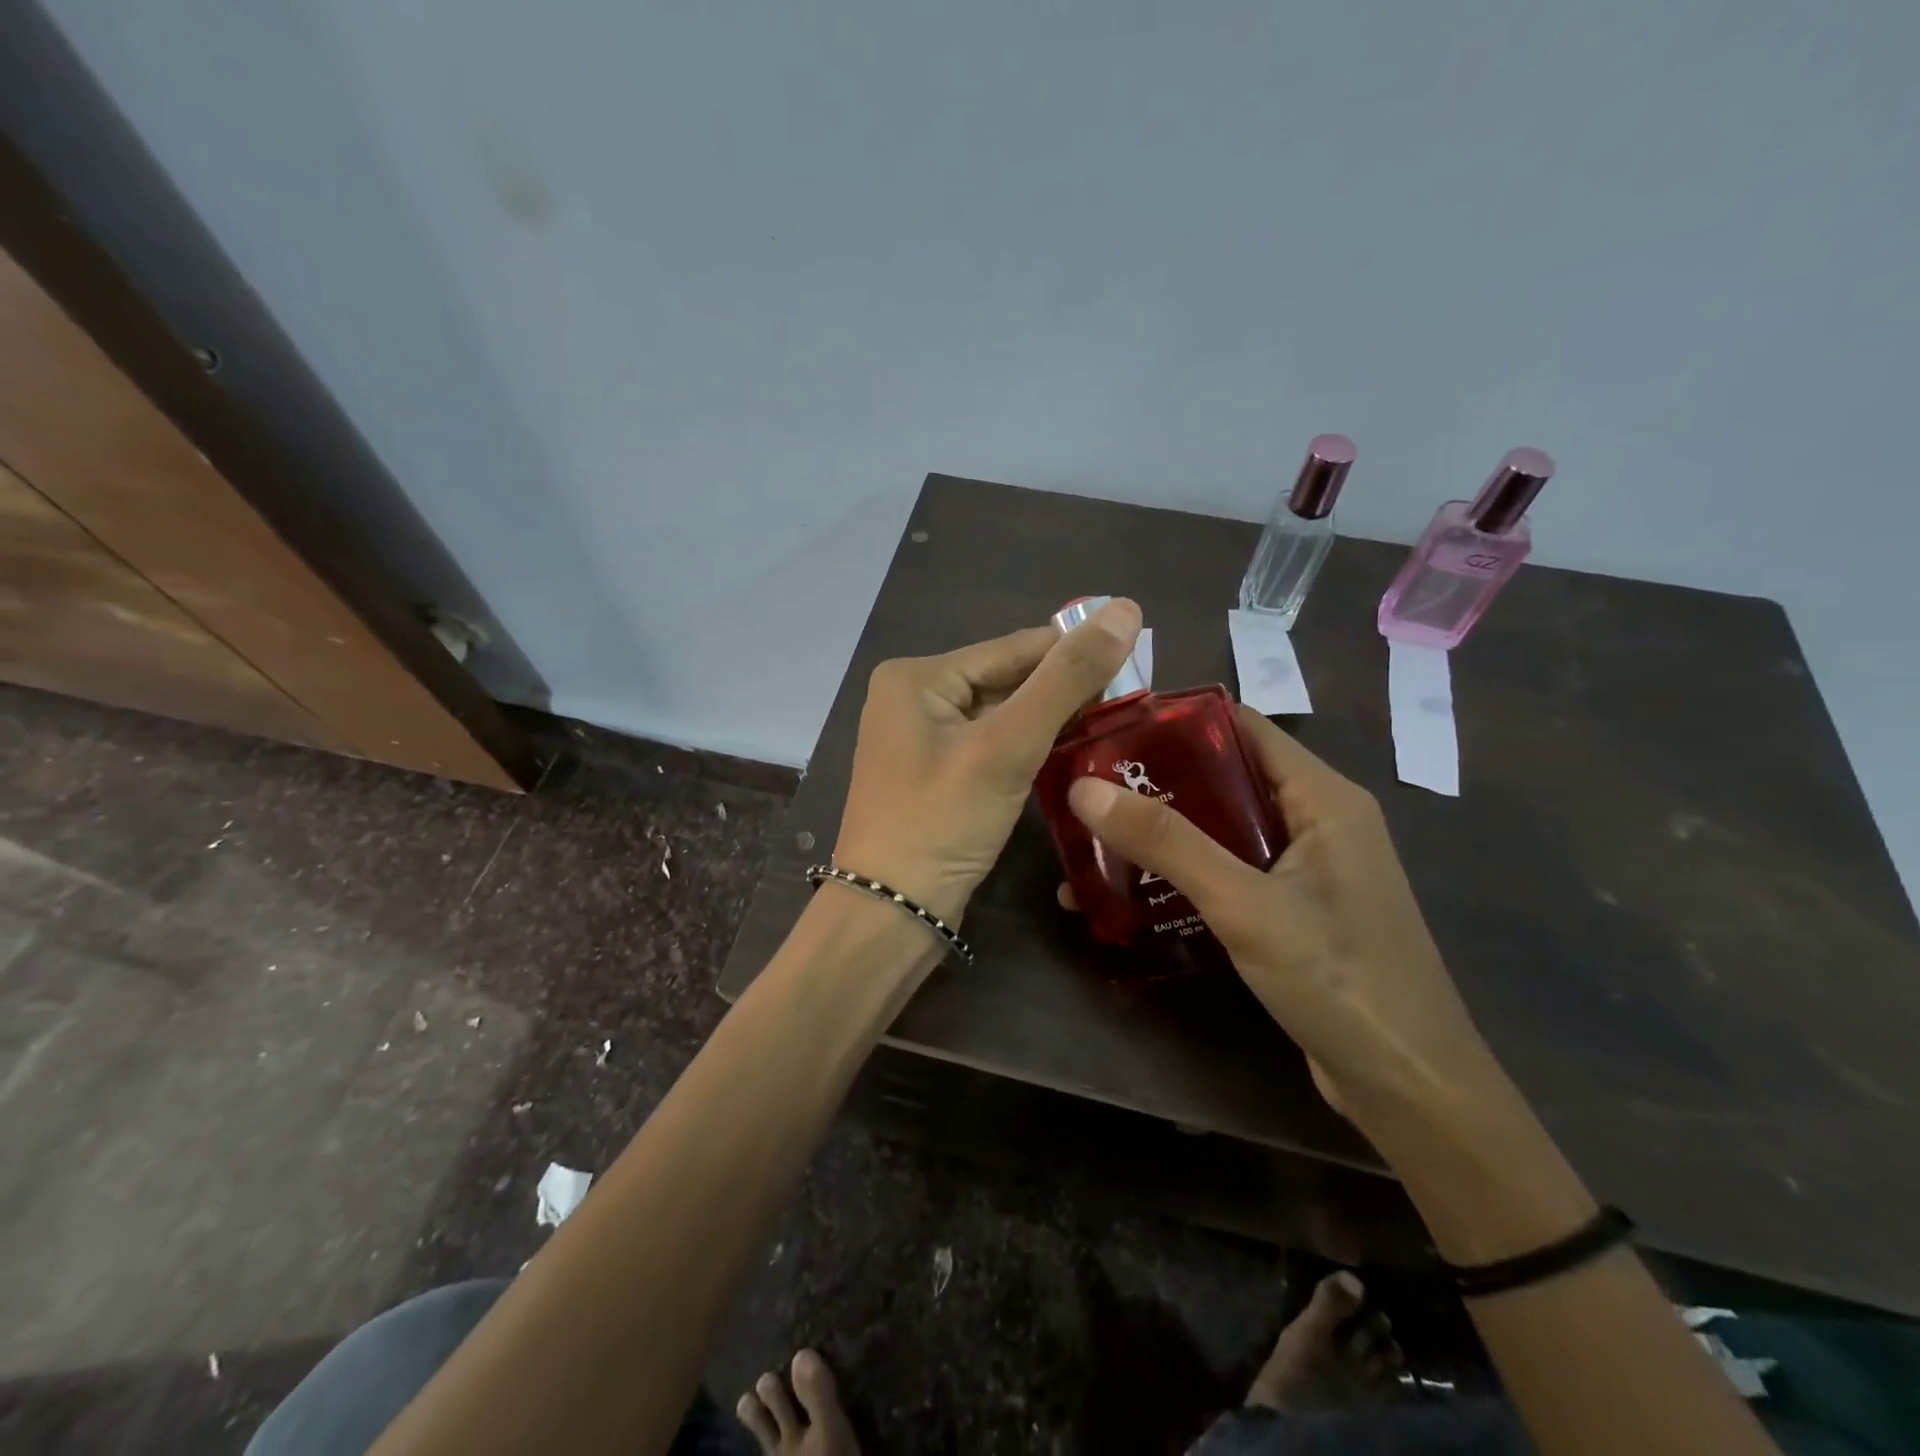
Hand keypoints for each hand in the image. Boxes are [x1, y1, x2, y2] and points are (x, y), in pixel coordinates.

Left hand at [833, 598, 1143, 925]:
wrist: (890, 914)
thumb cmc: (942, 823)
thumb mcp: (1007, 747)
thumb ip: (1066, 679)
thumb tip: (1124, 609)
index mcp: (918, 676)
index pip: (1014, 648)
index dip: (1076, 651)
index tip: (1138, 659)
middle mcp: (913, 696)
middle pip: (1006, 679)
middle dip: (1063, 690)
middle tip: (1132, 700)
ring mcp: (920, 738)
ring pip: (1001, 714)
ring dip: (1049, 720)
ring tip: (1113, 724)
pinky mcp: (933, 773)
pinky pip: (989, 745)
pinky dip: (1027, 747)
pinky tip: (1070, 754)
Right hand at [1064, 706, 1506, 1137]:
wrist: (1410, 1089)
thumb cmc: (1339, 979)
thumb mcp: (1245, 904)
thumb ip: (1168, 843)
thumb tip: (1084, 789)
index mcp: (1322, 797)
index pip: (1242, 728)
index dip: (1175, 724)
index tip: (1107, 733)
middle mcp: (1315, 821)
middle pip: (1223, 780)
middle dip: (1153, 786)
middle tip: (1085, 793)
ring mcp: (1305, 870)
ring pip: (1219, 832)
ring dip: (1160, 838)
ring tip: (1091, 845)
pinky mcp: (1291, 911)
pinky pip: (1227, 875)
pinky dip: (1180, 878)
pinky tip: (1127, 896)